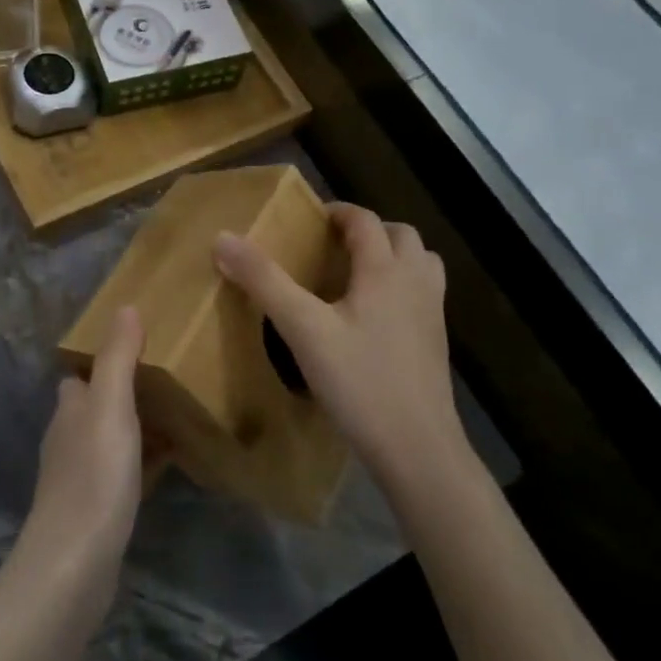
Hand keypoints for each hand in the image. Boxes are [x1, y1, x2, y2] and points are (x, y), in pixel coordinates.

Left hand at [19, 306, 147, 615]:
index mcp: (69, 409)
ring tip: (176, 413)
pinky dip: (144, 462)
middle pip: (95, 406)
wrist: (75, 563)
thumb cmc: (93, 476)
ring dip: (135, 426)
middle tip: (167, 377)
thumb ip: (117, 358)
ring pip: (110, 439)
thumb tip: (124, 306)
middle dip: (123, 392)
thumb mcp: (110, 406)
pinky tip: (171, 463)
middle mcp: (68, 438)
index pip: (79, 375)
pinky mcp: (95, 510)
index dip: (101, 359)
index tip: (137, 345)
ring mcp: (80, 477)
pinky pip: (123, 474)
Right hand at [213, 204, 470, 495]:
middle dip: (369, 231)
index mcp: (386, 271)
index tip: (311, 219)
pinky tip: (372, 317)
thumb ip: (264, 281)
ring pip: (420, 264)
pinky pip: (423, 294)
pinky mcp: (436, 343)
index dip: (338, 213)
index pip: (366, 221)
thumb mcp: (303, 329)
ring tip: (357, 274)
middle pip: (402, 236)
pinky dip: (402, 287)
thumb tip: (223, 238)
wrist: (418, 448)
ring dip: (393, 255)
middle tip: (333, 246)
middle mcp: (416, 283)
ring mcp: (433, 314)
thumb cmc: (359, 382)